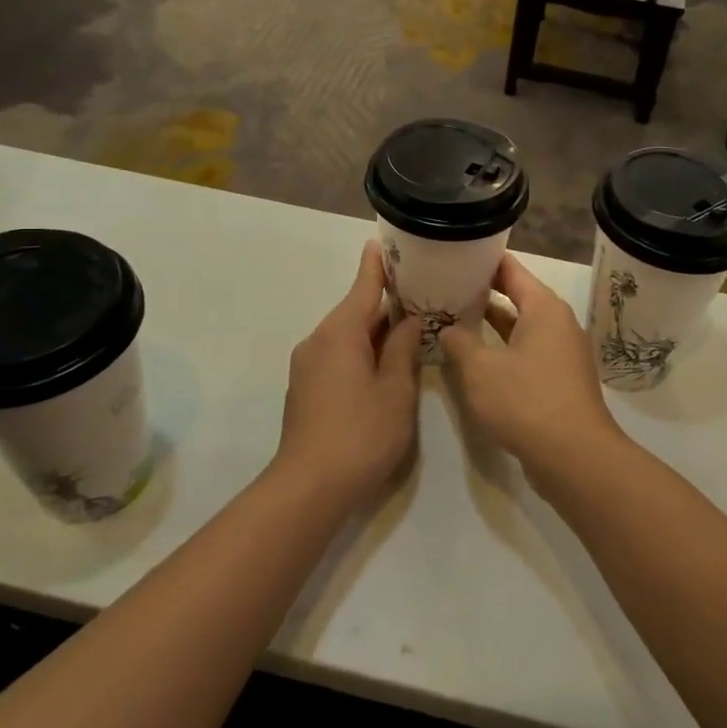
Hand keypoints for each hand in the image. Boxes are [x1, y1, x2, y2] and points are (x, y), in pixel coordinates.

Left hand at [274, 241, 422, 503]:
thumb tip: (410, 319)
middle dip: (386, 302)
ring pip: (347, 334)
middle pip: (356, 310)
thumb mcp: (396, 390)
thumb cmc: (361, 433)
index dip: (378, 264)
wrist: (309, 486)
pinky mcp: (305, 387)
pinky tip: (383, 362)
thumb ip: (403, 349)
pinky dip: (361, 349)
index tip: (387, 241)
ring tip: (410, 327)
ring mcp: (307, 364)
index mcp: (341, 332)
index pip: (364, 285)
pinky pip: (337, 354)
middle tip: (421, 292)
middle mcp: (318, 339)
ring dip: (375, 330)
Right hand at [438, 254, 627, 483]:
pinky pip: (528, 352)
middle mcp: (558, 323)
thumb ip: (460, 343)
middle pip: (517, 296)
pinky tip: (476, 358)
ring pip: (521, 327)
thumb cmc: (526, 401)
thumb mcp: (481, 370)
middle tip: (446, 287)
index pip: (511, 270)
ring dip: (491, 325)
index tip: (455, 254)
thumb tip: (448, 329)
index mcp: (544, 308)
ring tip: (454, 318)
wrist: (575, 456)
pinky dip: (503, 349)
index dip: (483, 261)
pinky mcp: (560, 380)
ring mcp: (562, 353)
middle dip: (482, 293)